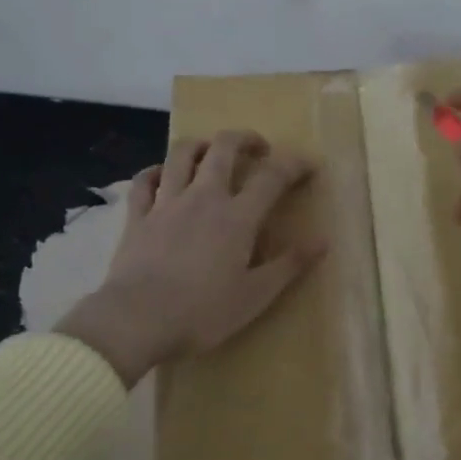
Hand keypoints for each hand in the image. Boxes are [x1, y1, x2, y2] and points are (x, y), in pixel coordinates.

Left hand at [55, 131, 322, 385]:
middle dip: (245, 139)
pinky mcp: (137, 217)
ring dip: (201, 144)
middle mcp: (203, 198)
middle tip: (258, 148)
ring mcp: (166, 203)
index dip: (294, 164)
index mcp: (237, 217)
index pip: (272, 176)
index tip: (308, 165)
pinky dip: (156, 171)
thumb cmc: (203, 312)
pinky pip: (144, 181)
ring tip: (212, 150)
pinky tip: (162, 175)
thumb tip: (323, 240)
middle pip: (223, 148)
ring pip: (181, 154)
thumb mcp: (256, 295)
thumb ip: (290, 265)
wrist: (137, 320)